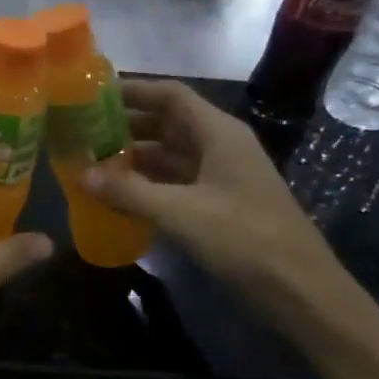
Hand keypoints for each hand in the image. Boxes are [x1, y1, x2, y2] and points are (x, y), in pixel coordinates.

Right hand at [83, 80, 342, 304]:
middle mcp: (219, 147)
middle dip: (126, 125)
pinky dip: (146, 184)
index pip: (171, 96)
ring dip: (133, 157)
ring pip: (169, 155)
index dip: (133, 90)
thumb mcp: (180, 212)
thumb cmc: (243, 237)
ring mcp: (220, 177)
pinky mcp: (217, 205)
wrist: (298, 288)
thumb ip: (128, 191)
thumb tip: (80, 174)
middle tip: (82, 131)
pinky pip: (175, 183)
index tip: (93, 95)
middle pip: (167, 123)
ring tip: (90, 161)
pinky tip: (117, 195)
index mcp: (218, 133)